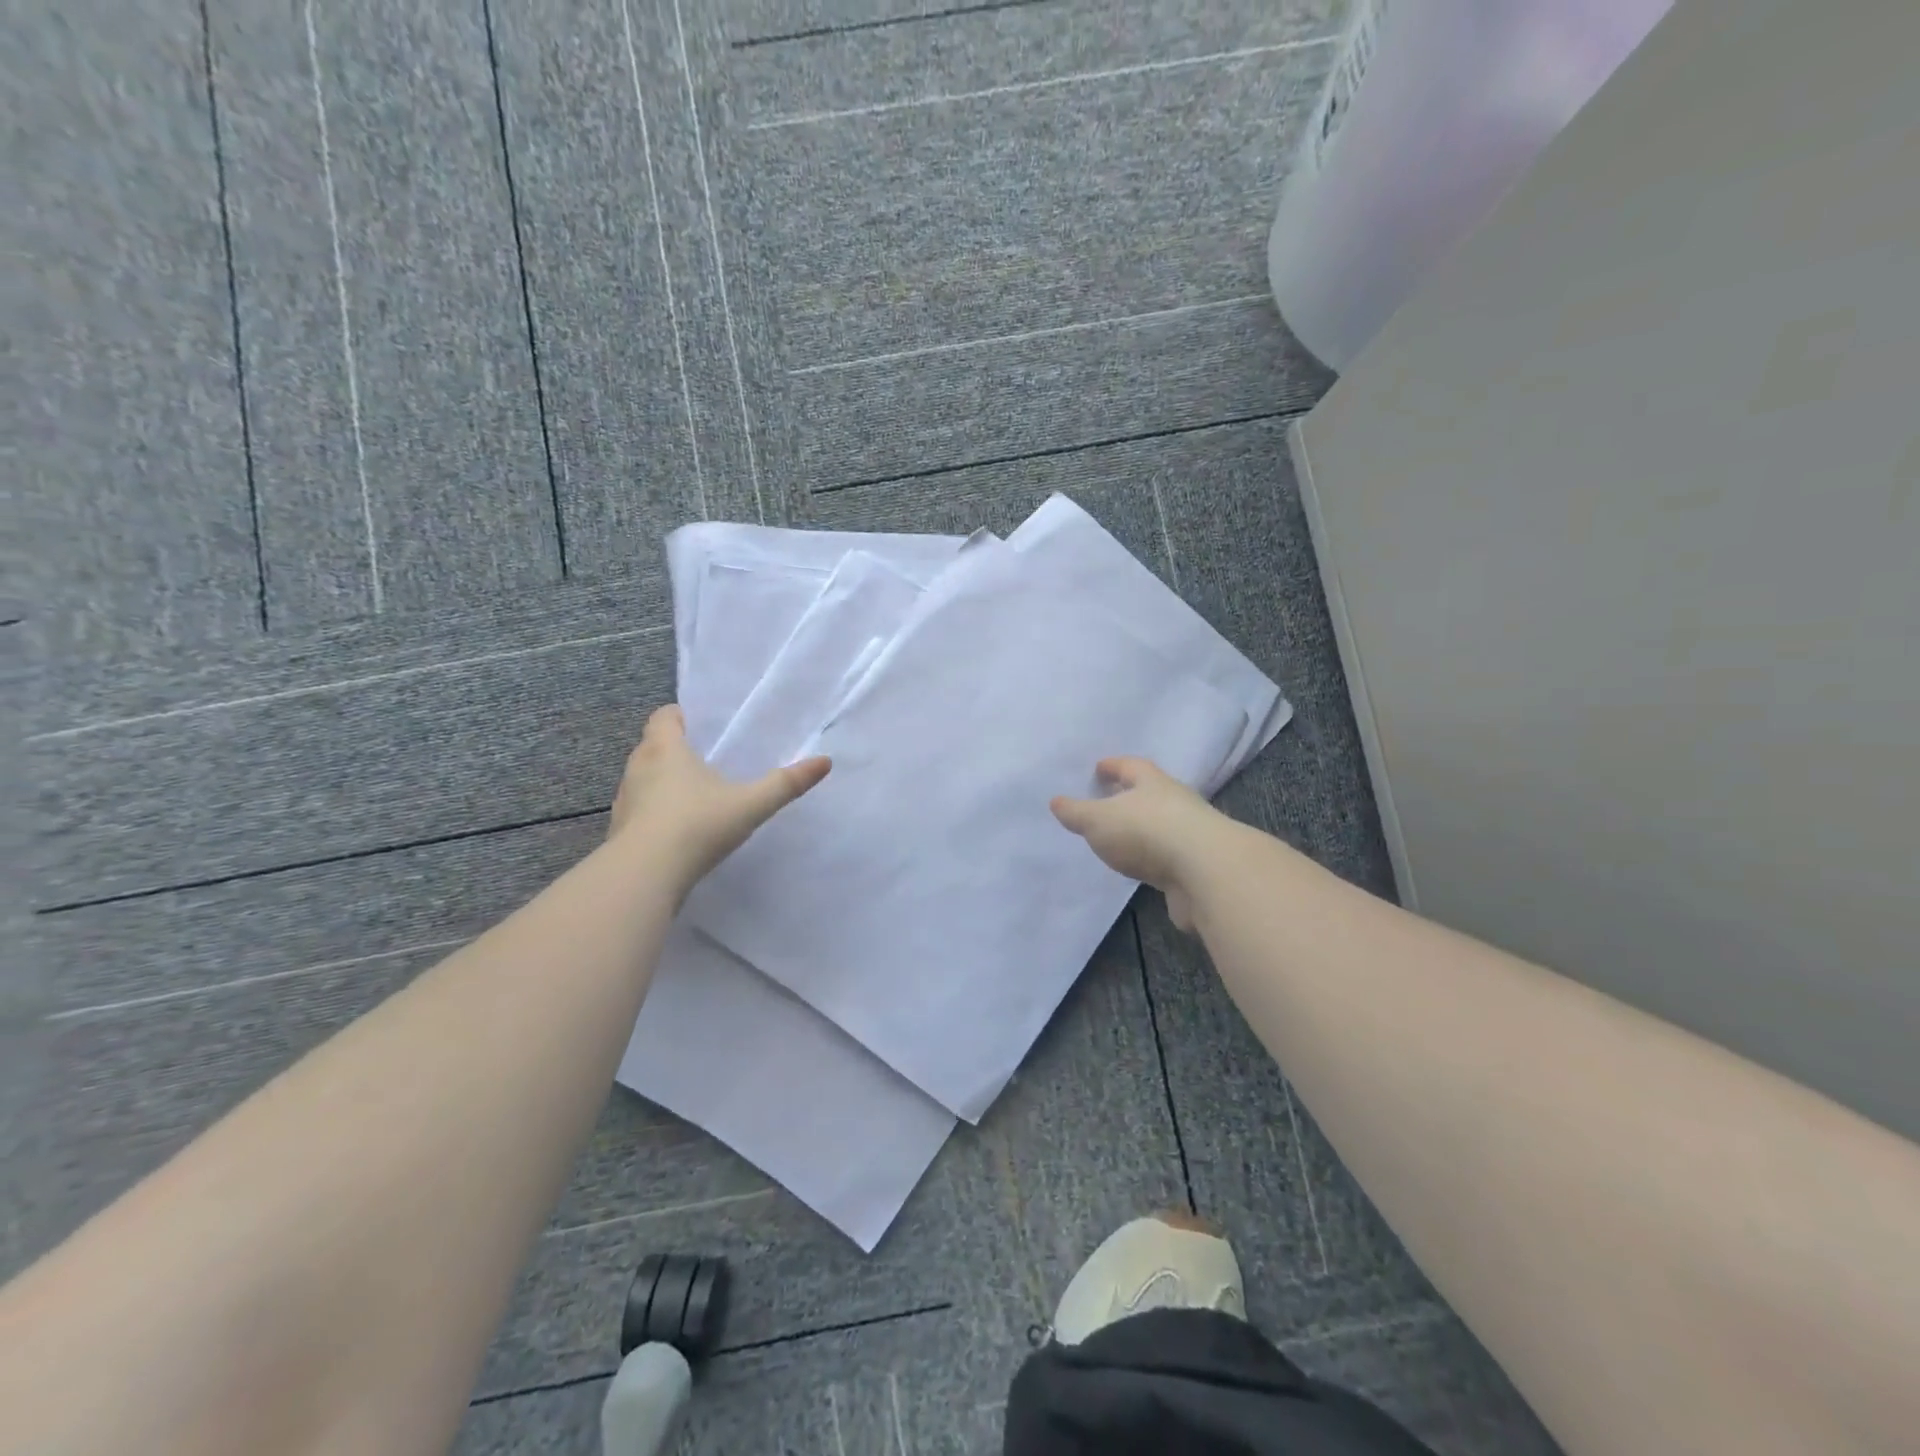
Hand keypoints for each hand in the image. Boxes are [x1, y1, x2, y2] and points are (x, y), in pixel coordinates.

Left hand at [609, 705, 830, 891]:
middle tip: (703, 760)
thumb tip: (825, 761)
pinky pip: (639, 809)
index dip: (679, 717)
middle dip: (673, 749)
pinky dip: (654, 812)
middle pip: (652, 745)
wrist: (645, 875)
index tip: (699, 726)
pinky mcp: (619, 830)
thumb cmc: (697, 825)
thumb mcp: (751, 804)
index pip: (664, 717)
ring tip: (692, 795)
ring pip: (643, 778)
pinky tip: (676, 830)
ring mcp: (625, 800)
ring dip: (661, 781)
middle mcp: (639, 767)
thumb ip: (786, 784)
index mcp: (666, 749)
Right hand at [1050, 757, 1226, 930]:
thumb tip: (1056, 801)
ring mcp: (1190, 835)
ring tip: (1119, 838)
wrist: (1206, 874)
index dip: (1113, 766)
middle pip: (1149, 793)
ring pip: (1160, 825)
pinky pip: (1168, 856)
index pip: (1131, 766)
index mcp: (1152, 783)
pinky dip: (1152, 858)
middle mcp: (1175, 802)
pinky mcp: (1197, 867)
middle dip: (1129, 796)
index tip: (1099, 767)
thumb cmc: (1146, 832)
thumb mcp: (1099, 820)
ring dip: (1142, 830)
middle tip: (1107, 800)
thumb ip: (1076, 812)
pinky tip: (1140, 867)